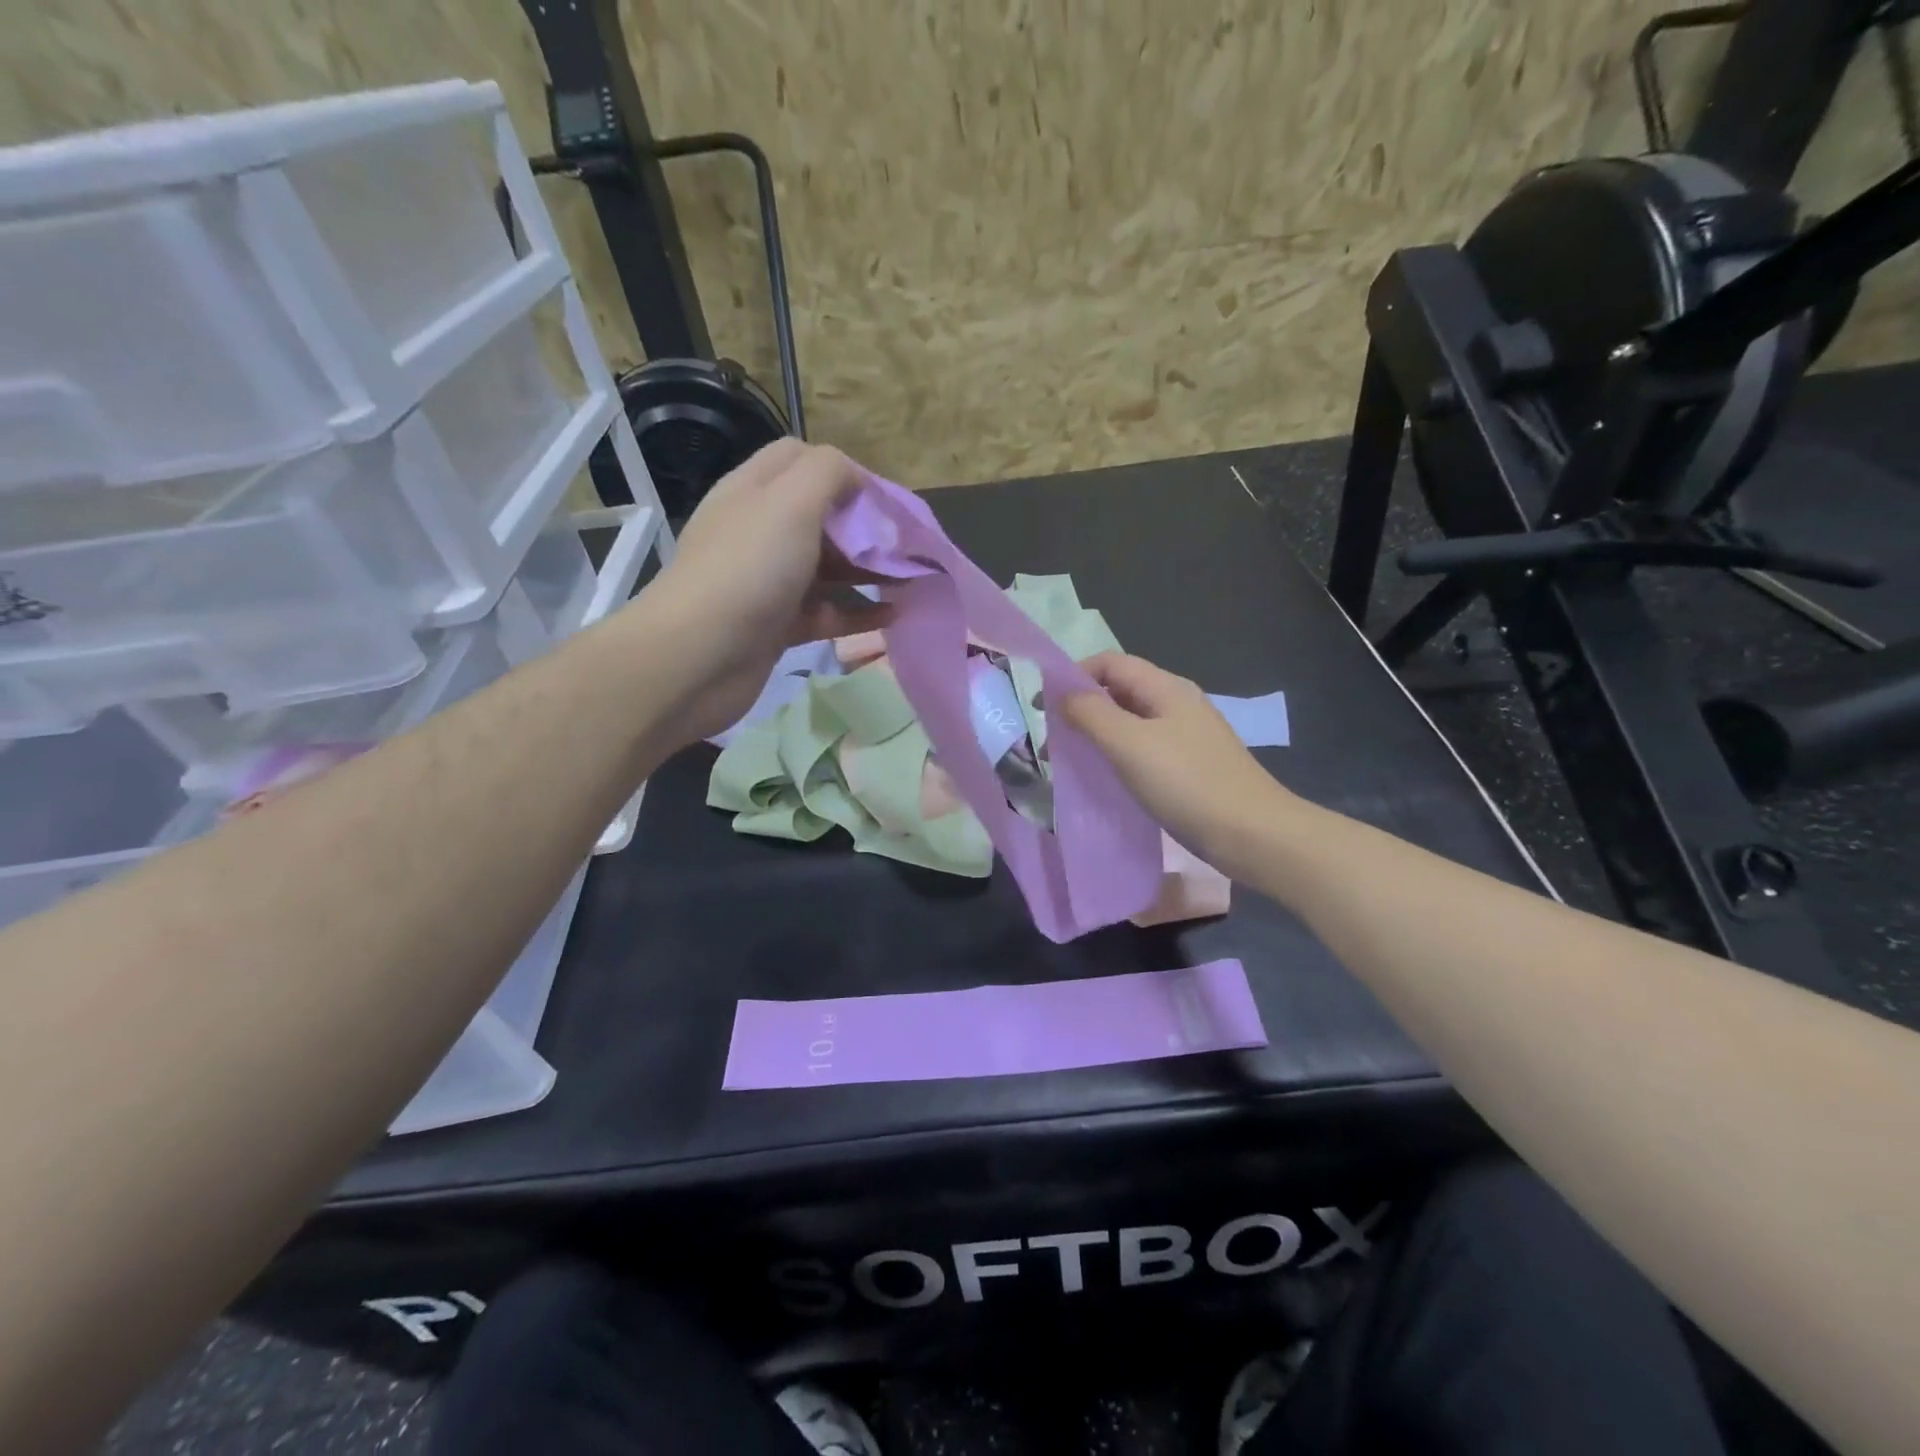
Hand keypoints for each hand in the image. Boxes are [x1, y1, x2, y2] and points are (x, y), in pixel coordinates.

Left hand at [638, 440, 890, 742]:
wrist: (697, 658)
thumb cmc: (748, 570)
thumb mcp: (790, 502)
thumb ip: (828, 473)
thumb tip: (856, 478)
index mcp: (754, 491)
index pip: (800, 459)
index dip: (844, 472)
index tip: (882, 502)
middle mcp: (758, 532)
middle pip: (819, 516)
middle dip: (864, 528)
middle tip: (903, 548)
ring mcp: (767, 582)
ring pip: (826, 568)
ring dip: (867, 571)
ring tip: (909, 583)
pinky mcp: (776, 626)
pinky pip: (826, 613)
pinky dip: (858, 613)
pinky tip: (892, 618)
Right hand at [1062, 653, 1300, 874]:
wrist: (1252, 834)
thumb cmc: (1187, 783)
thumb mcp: (1129, 744)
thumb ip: (1090, 714)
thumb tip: (1061, 695)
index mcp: (1166, 687)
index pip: (1110, 662)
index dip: (1073, 675)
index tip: (1042, 706)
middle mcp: (1177, 703)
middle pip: (1120, 690)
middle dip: (1083, 706)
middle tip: (1052, 736)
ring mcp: (1187, 735)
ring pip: (1131, 721)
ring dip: (1099, 732)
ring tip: (1072, 758)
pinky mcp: (1190, 766)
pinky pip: (1144, 748)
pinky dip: (1119, 755)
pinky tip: (1107, 777)